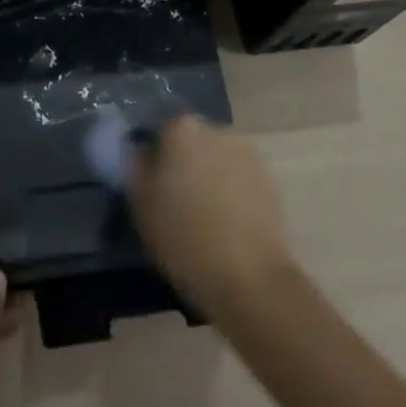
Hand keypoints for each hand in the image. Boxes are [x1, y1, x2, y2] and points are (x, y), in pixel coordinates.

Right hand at [129, 115, 292, 312]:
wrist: (249, 278)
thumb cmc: (183, 237)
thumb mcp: (140, 203)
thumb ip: (135, 164)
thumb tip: (138, 148)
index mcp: (182, 128)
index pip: (161, 131)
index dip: (155, 159)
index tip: (154, 187)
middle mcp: (217, 129)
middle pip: (193, 140)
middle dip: (185, 162)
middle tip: (177, 201)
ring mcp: (248, 152)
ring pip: (218, 158)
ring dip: (210, 175)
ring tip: (206, 215)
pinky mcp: (270, 179)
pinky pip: (240, 177)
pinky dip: (232, 191)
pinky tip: (228, 223)